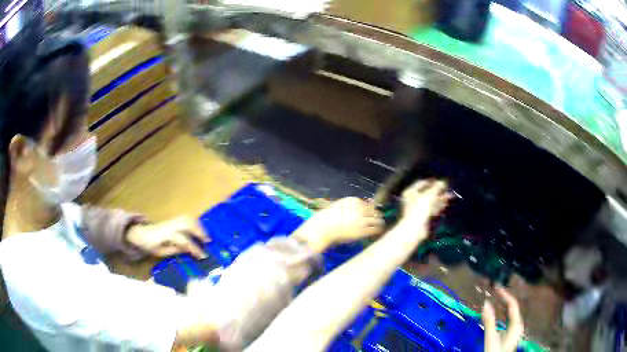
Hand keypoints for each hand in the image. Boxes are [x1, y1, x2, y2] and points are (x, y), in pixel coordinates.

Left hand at [125, 216, 209, 258]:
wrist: (141, 234)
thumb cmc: (150, 246)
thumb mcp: (161, 252)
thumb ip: (175, 250)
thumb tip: (189, 251)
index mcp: (165, 234)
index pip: (183, 240)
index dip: (194, 248)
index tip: (203, 256)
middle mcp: (170, 225)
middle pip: (187, 223)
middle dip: (199, 231)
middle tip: (208, 241)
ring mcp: (171, 220)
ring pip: (187, 218)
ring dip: (198, 226)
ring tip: (205, 236)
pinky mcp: (173, 219)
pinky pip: (186, 218)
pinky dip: (195, 222)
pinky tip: (199, 230)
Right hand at [294, 197, 383, 252]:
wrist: (322, 229)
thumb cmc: (328, 218)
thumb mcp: (340, 206)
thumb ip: (353, 205)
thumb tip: (368, 204)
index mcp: (353, 201)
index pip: (368, 204)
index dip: (371, 210)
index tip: (371, 214)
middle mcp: (359, 209)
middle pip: (375, 211)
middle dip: (377, 215)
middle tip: (378, 220)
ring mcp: (361, 220)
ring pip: (378, 220)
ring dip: (379, 223)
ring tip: (379, 226)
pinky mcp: (362, 231)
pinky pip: (375, 229)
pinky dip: (378, 231)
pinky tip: (376, 233)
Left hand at [400, 179, 449, 226]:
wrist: (415, 229)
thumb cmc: (420, 209)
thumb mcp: (430, 195)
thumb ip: (437, 187)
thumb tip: (443, 182)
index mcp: (410, 192)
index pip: (422, 183)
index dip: (432, 181)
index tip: (442, 181)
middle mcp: (413, 199)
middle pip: (427, 192)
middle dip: (438, 191)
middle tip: (448, 188)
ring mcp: (418, 209)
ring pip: (431, 201)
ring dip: (441, 198)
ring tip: (451, 196)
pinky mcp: (423, 217)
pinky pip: (432, 209)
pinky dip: (439, 206)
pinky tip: (446, 203)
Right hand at [482, 287, 523, 351]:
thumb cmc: (495, 350)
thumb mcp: (490, 337)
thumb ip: (489, 321)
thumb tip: (486, 303)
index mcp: (516, 323)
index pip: (512, 304)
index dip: (505, 294)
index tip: (497, 287)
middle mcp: (518, 324)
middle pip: (513, 308)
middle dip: (504, 299)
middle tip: (496, 292)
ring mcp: (516, 330)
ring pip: (511, 313)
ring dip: (503, 306)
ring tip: (497, 299)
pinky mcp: (512, 334)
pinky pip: (509, 319)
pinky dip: (503, 313)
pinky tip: (499, 313)